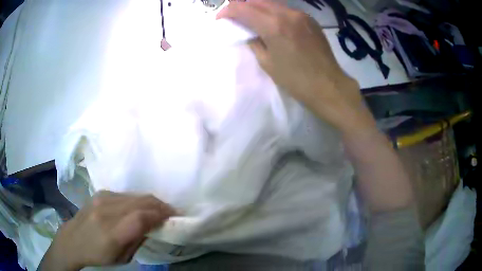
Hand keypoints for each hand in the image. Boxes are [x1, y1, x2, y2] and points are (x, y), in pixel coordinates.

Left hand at [39, 191, 174, 270]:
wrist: (73, 240)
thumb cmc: (98, 256)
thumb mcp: (122, 258)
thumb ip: (138, 240)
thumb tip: (153, 225)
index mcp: (111, 232)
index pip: (141, 217)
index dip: (161, 214)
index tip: (175, 216)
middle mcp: (106, 211)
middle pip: (140, 202)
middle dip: (160, 205)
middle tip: (171, 212)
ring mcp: (102, 198)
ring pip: (134, 195)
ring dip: (150, 201)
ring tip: (159, 209)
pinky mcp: (100, 193)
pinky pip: (125, 194)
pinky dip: (137, 200)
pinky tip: (140, 207)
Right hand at [217, 0, 373, 132]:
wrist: (329, 86)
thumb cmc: (296, 80)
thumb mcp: (267, 63)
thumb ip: (254, 42)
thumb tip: (249, 32)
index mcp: (273, 25)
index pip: (242, 8)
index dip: (227, 11)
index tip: (221, 18)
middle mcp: (287, 13)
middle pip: (257, 0)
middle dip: (242, 6)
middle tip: (235, 17)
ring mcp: (301, 14)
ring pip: (272, 3)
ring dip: (258, 8)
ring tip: (252, 19)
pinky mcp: (310, 19)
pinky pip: (286, 9)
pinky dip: (274, 12)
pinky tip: (273, 23)